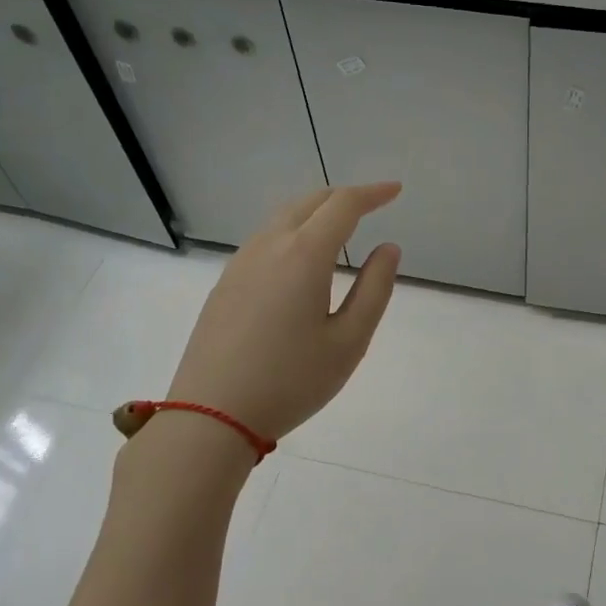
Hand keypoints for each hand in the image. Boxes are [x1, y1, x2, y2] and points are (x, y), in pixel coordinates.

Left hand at [157, 183, 401, 441]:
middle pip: (310, 202)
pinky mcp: (225, 283)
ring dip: (316, 211)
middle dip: (344, 197)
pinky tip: (300, 258)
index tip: (395, 191)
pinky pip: (265, 238)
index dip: (372, 193)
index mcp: (304, 255)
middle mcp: (269, 246)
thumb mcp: (348, 341)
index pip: (343, 205)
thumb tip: (388, 248)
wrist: (210, 415)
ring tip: (340, 227)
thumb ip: (374, 289)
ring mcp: (241, 263)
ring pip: (283, 217)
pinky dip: (293, 230)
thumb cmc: (291, 381)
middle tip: (372, 204)